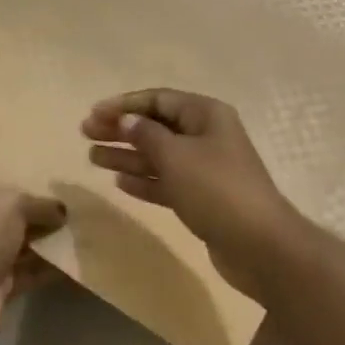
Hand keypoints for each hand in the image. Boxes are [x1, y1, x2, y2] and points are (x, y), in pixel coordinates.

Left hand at [0, 168, 64, 344]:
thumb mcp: (12, 203)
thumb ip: (40, 203)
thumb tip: (62, 210)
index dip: (22, 168)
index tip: (56, 163)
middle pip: (12, 208)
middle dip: (43, 205)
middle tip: (81, 195)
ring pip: (23, 240)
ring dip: (51, 237)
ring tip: (89, 223)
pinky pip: (31, 270)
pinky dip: (52, 265)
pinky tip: (81, 255)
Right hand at [81, 89, 304, 291]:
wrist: (259, 245)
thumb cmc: (216, 189)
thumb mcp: (176, 156)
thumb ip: (147, 135)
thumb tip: (127, 120)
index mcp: (206, 115)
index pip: (159, 100)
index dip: (124, 105)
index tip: (93, 113)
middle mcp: (207, 136)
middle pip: (156, 127)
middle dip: (121, 130)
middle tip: (85, 134)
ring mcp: (206, 169)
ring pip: (159, 156)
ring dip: (127, 156)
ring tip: (92, 158)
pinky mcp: (203, 199)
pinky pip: (167, 182)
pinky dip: (145, 180)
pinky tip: (119, 182)